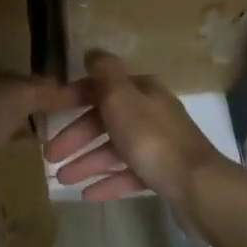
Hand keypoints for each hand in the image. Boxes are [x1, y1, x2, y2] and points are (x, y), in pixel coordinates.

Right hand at [44, 52, 234, 232]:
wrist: (197, 186)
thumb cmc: (152, 138)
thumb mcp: (122, 98)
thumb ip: (105, 73)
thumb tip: (92, 51)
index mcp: (142, 91)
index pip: (100, 89)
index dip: (72, 100)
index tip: (48, 117)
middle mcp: (151, 113)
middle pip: (105, 121)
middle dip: (76, 138)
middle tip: (50, 156)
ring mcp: (159, 145)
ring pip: (115, 149)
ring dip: (87, 163)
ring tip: (62, 180)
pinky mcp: (163, 173)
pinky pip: (129, 174)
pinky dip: (108, 181)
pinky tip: (87, 194)